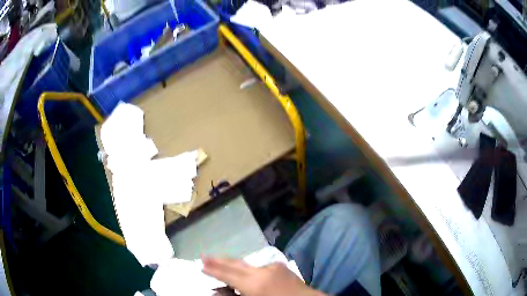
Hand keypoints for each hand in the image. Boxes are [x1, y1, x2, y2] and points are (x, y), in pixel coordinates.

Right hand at [202, 257, 325, 295]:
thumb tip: (218, 291)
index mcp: (255, 283)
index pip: (228, 274)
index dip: (213, 270)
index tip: (200, 264)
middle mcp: (262, 271)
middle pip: (235, 264)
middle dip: (219, 260)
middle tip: (204, 256)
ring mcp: (273, 267)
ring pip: (247, 264)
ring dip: (234, 264)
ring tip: (221, 262)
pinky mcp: (281, 267)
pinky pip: (260, 267)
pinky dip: (250, 270)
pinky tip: (248, 274)